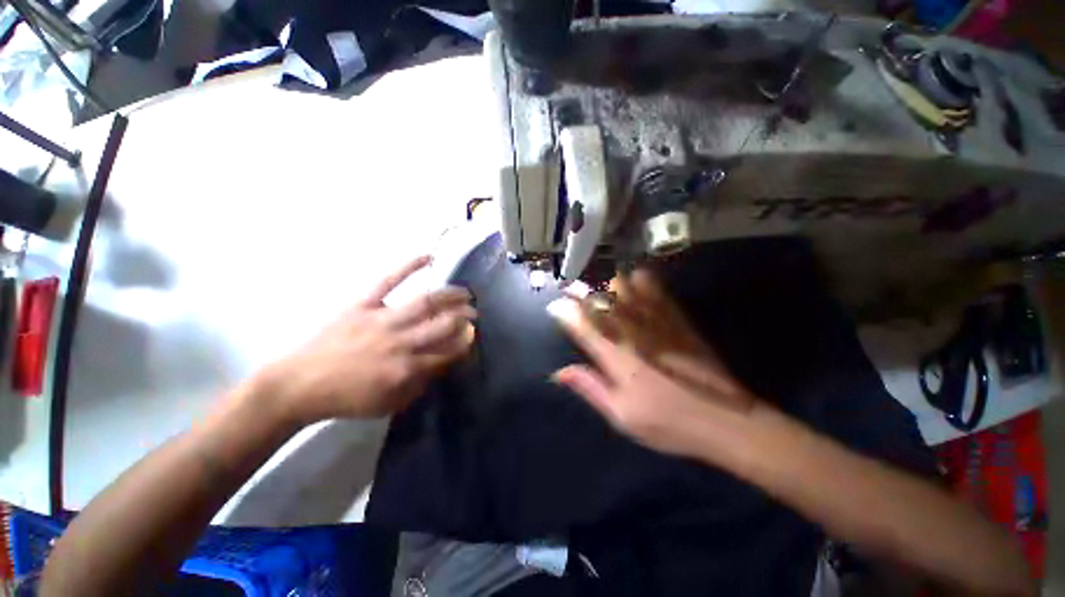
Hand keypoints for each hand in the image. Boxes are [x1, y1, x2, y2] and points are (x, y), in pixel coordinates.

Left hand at [260, 255, 475, 423]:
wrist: (299, 385)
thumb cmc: (347, 399)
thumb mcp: (389, 404)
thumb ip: (421, 384)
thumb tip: (443, 364)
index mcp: (407, 368)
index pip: (449, 351)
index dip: (466, 343)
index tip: (473, 337)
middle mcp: (401, 341)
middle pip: (444, 324)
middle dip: (465, 318)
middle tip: (474, 314)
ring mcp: (382, 319)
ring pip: (426, 302)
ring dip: (451, 296)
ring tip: (465, 293)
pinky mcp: (363, 304)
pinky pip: (388, 280)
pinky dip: (409, 265)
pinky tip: (428, 256)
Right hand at [548, 270, 755, 457]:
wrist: (727, 419)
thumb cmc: (668, 422)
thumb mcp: (621, 415)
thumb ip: (589, 387)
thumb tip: (559, 372)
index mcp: (616, 356)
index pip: (583, 325)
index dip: (565, 312)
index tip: (555, 306)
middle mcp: (633, 332)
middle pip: (601, 299)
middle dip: (583, 292)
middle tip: (574, 292)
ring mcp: (657, 321)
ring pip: (626, 287)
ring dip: (608, 284)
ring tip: (602, 290)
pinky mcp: (678, 319)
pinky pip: (656, 290)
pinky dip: (641, 281)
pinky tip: (634, 280)